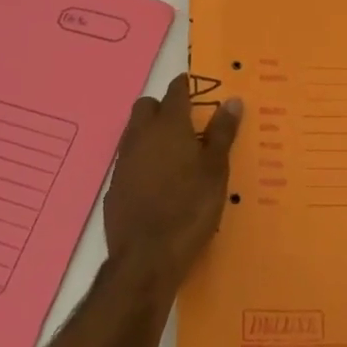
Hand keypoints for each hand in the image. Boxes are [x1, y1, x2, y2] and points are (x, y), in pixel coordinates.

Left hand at [103, 73, 242, 286]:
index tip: (198, 91)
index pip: (176, 90)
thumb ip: (222, 133)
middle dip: (163, 108)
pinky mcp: (113, 187)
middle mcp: (141, 135)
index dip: (187, 87)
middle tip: (186, 126)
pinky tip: (156, 183)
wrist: (146, 260)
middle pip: (147, 106)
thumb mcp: (216, 171)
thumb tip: (232, 100)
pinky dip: (141, 162)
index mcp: (169, 125)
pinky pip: (128, 161)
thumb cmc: (189, 209)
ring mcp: (123, 161)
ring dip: (150, 134)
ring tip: (173, 155)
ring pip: (134, 132)